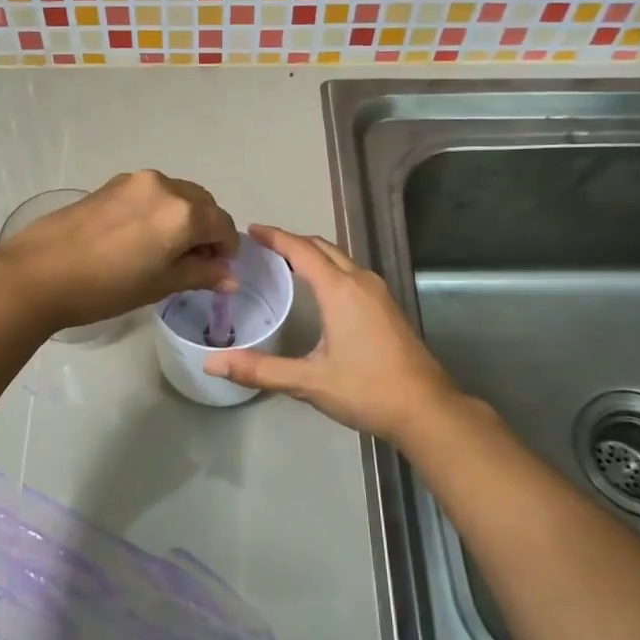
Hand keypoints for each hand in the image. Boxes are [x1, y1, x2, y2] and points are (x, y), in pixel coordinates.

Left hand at [0, 171, 236, 330]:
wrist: (39, 273)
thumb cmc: (106, 287)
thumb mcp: (160, 285)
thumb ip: (200, 274)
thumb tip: (230, 276)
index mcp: (184, 212)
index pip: (222, 225)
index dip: (226, 250)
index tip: (218, 271)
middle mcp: (165, 186)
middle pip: (203, 204)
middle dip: (207, 230)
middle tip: (195, 263)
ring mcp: (135, 181)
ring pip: (177, 196)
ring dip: (183, 218)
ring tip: (166, 251)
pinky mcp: (111, 184)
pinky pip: (151, 194)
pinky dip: (159, 211)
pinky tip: (140, 238)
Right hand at [203, 225, 463, 443]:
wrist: (426, 409)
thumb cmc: (367, 390)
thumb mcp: (308, 382)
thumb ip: (260, 370)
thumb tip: (212, 363)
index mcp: (340, 290)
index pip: (302, 250)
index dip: (275, 237)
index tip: (251, 230)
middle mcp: (361, 282)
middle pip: (323, 248)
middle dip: (293, 241)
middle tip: (263, 245)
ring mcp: (379, 293)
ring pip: (341, 259)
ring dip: (313, 254)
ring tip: (286, 262)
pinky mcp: (387, 307)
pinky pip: (352, 273)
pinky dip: (329, 268)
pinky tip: (319, 289)